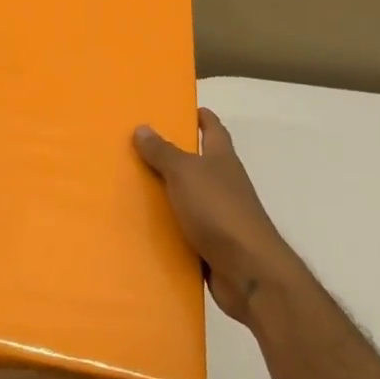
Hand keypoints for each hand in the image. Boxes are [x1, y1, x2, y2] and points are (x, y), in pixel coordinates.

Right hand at [134, 108, 292, 326]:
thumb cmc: (218, 210)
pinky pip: (185, 230)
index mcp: (222, 160)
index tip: (186, 108)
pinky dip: (168, 227)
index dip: (203, 118)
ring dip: (168, 193)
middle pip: (200, 163)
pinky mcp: (212, 245)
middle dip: (176, 155)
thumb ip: (163, 152)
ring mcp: (220, 216)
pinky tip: (144, 228)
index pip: (214, 130)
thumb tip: (143, 127)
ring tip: (132, 188)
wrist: (247, 270)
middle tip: (141, 147)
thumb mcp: (185, 173)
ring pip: (190, 198)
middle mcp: (224, 184)